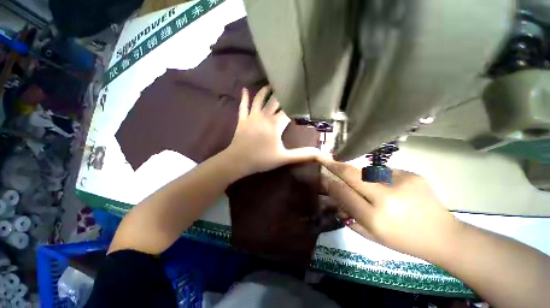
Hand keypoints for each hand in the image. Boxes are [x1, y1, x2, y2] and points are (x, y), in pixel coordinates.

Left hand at [223, 87, 319, 175]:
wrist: (238, 161)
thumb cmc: (262, 159)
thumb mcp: (284, 158)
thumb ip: (302, 154)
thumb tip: (320, 153)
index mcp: (276, 124)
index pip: (289, 111)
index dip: (296, 105)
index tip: (303, 99)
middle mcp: (264, 116)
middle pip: (275, 101)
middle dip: (282, 94)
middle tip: (288, 85)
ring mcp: (252, 117)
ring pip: (259, 100)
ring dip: (265, 91)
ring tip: (271, 84)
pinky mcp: (242, 120)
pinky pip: (243, 106)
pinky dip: (244, 97)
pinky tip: (244, 89)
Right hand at [319, 156, 459, 261]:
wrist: (444, 236)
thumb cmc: (403, 241)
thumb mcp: (371, 236)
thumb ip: (348, 216)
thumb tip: (334, 196)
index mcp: (376, 218)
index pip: (344, 194)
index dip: (330, 183)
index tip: (322, 175)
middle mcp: (387, 198)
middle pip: (353, 175)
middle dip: (336, 166)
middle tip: (324, 158)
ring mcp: (401, 183)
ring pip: (366, 170)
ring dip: (355, 172)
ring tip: (356, 175)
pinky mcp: (412, 175)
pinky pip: (383, 171)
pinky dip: (375, 175)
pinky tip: (383, 184)